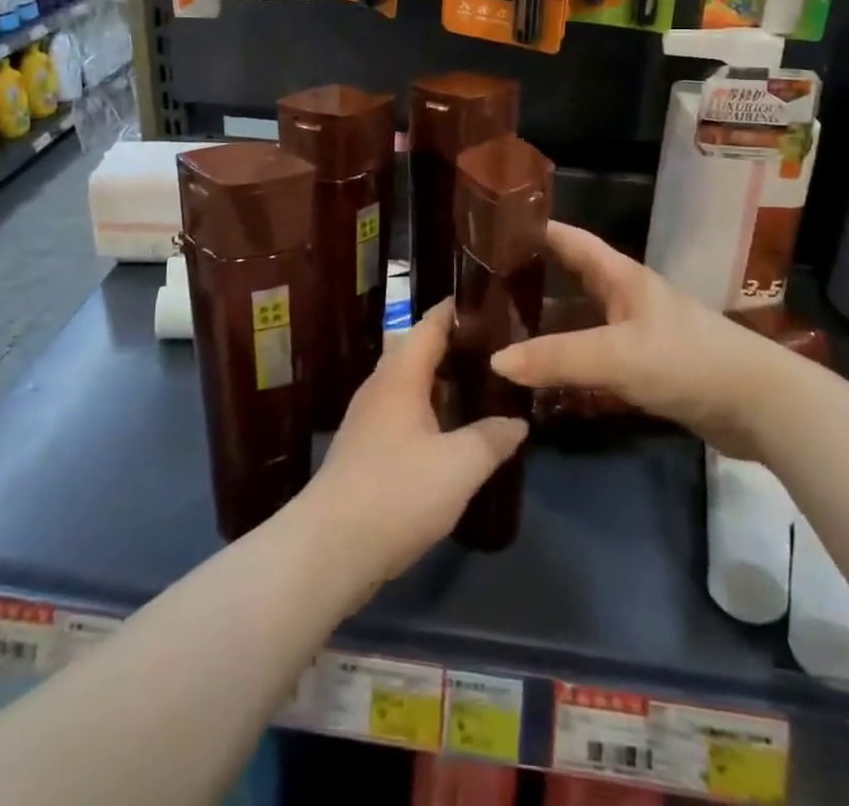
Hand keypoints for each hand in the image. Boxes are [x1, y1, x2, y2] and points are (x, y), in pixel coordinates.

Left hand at [298, 300, 526, 592]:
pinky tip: (451, 431)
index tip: (489, 302)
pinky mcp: (365, 448)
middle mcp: (381, 386)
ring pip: (410, 383)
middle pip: (418, 350)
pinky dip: (430, 409)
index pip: (429, 324)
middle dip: (455, 346)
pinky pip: (403, 410)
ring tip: (482, 386)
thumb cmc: (397, 493)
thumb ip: (492, 438)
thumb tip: (518, 421)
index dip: (456, 310)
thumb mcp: (460, 466)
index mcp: (401, 375)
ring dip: (443, 380)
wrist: (330, 547)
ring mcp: (368, 417)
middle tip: (498, 349)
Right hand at [490, 222, 769, 458]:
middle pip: (572, 277)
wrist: (758, 405)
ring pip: (582, 318)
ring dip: (549, 321)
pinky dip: (569, 357)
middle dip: (533, 277)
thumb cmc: (686, 360)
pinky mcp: (647, 367)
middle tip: (487, 285)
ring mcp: (638, 332)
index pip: (570, 240)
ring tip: (504, 329)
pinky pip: (596, 354)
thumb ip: (557, 358)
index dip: (535, 230)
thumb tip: (495, 361)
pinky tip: (545, 373)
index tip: (493, 229)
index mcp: (621, 276)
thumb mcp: (616, 355)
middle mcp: (626, 297)